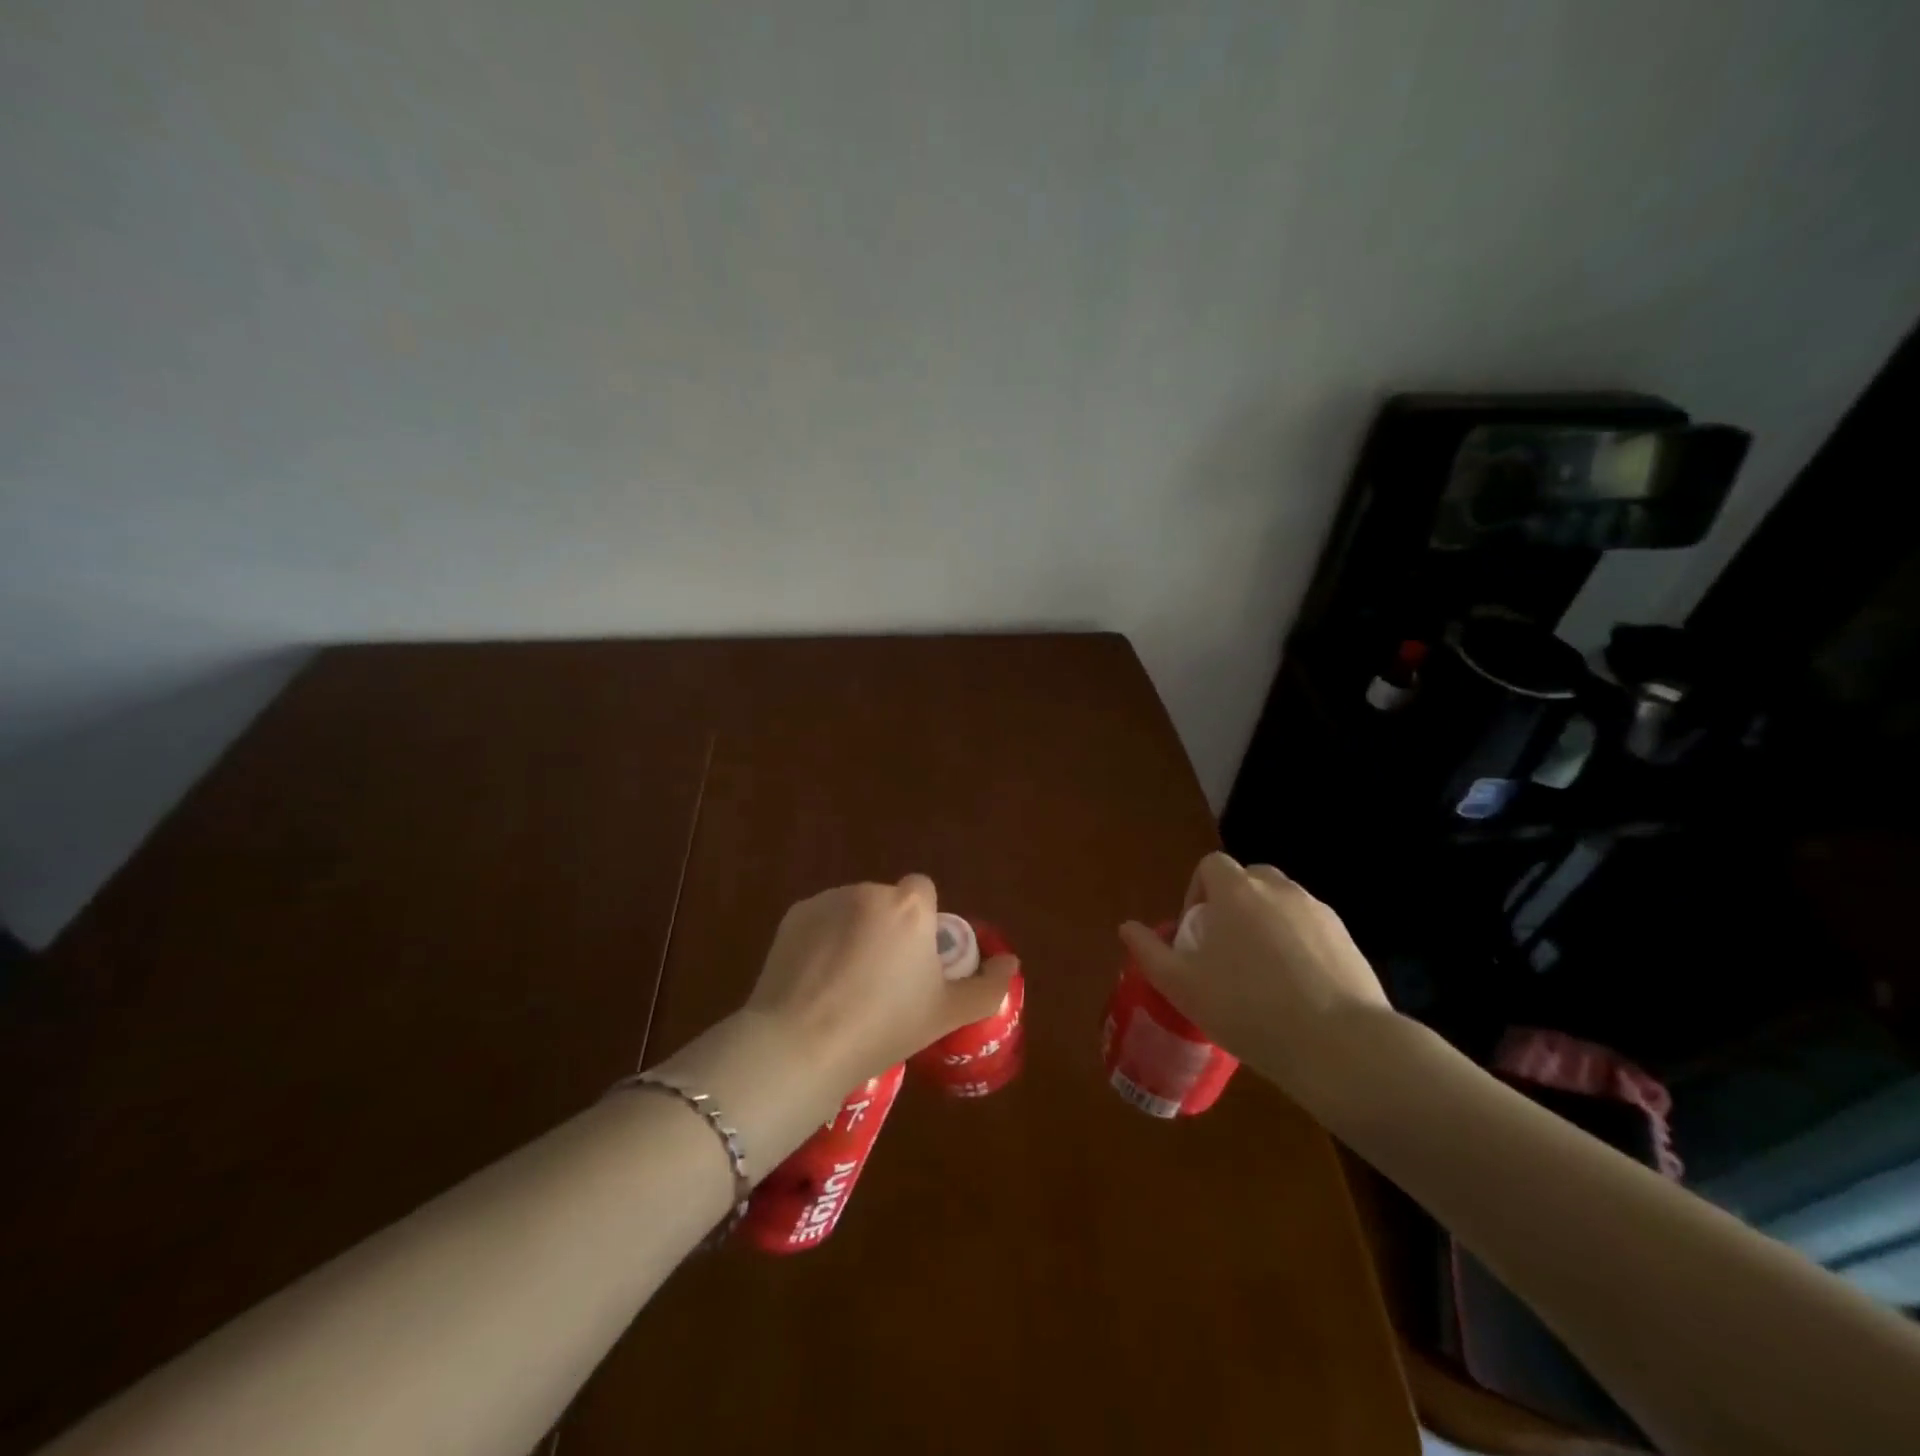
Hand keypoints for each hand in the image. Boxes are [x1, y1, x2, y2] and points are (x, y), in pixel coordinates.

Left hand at [745, 875, 1018, 1085]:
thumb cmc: (884, 1027)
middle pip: (887, 903)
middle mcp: (869, 892)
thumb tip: (1010, 963)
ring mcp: (827, 900)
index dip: (922, 922)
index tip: (916, 960)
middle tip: (882, 979)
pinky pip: (820, 921)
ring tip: (844, 984)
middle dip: (887, 929)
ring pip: (852, 910)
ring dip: (854, 932)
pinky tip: (815, 980)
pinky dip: (821, 940)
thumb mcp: (946, 1014)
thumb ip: (988, 987)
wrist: (802, 1044)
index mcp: (910, 908)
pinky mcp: (794, 915)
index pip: (923, 891)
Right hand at [1118, 853, 1393, 1106]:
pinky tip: (1298, 990)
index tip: (1196, 932)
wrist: (1339, 1045)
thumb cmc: (1247, 1008)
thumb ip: (1149, 952)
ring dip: (1267, 925)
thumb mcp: (1182, 986)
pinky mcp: (1348, 939)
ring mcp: (1318, 912)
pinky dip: (1299, 946)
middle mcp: (1279, 890)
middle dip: (1234, 905)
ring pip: (1283, 905)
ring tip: (1262, 975)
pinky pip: (1312, 930)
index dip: (1197, 891)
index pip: (1211, 865)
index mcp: (1236, 891)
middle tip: (1226, 950)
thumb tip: (1127, 927)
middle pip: (1249, 880)